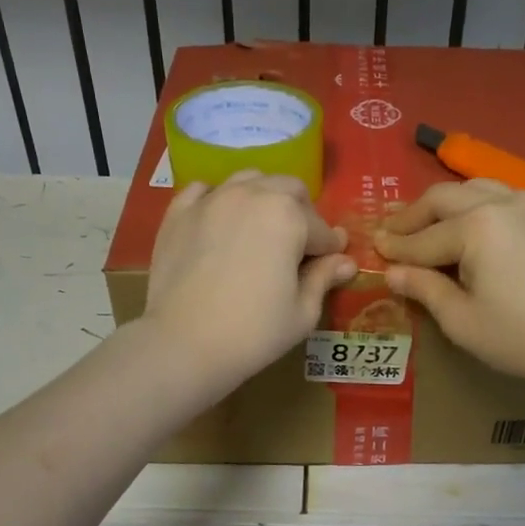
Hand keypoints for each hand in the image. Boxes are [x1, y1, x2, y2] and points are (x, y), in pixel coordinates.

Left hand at [141, 171, 354, 394]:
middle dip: (302, 214)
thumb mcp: (302, 312)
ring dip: (264, 199)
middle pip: (289, 190)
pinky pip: (204, 191)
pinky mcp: (178, 213)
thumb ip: (324, 278)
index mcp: (288, 216)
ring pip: (248, 181)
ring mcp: (211, 200)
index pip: (322, 229)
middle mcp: (251, 195)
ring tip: (261, 231)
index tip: (332, 265)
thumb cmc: (253, 333)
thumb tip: (346, 262)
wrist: (182, 344)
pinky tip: (220, 223)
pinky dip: (218, 200)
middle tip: (299, 248)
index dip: (330, 250)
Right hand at [375, 180, 524, 391]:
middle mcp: (501, 202)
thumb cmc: (519, 337)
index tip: (373, 248)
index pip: (423, 238)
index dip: (395, 247)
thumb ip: (424, 288)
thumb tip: (392, 272)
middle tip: (392, 232)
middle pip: (444, 198)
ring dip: (445, 204)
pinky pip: (503, 196)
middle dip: (413, 215)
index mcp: (476, 227)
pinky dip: (477, 204)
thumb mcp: (461, 320)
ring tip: (427, 223)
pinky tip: (471, 224)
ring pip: (474, 188)